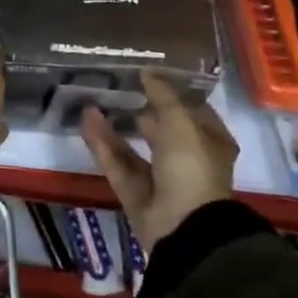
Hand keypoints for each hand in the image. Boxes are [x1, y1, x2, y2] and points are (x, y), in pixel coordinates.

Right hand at [81, 71, 237, 251]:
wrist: (183, 226)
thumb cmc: (191, 165)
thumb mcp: (180, 120)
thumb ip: (162, 94)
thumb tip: (147, 71)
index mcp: (210, 143)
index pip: (193, 112)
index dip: (173, 93)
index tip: (149, 75)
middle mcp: (188, 161)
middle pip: (162, 131)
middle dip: (142, 111)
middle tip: (118, 87)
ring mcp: (161, 180)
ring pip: (134, 147)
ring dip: (115, 127)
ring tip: (94, 100)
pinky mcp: (136, 194)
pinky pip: (118, 163)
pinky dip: (102, 144)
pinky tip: (87, 120)